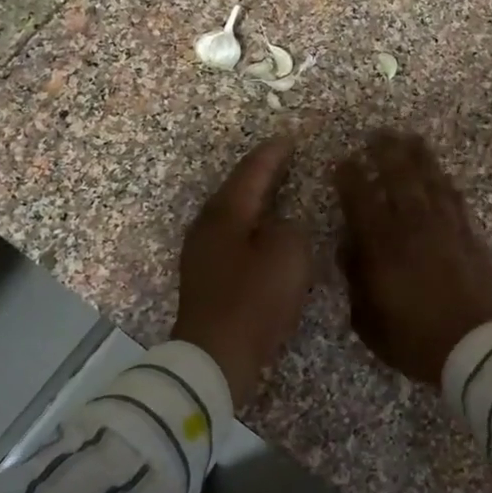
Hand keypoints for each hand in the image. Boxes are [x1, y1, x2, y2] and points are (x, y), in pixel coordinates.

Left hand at [172, 136, 314, 408]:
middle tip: (283, 158)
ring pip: (232, 216)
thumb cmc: (254, 301)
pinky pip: (232, 238)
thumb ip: (290, 229)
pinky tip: (263, 236)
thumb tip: (280, 227)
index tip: (289, 137)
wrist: (215, 355)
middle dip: (260, 174)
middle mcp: (207, 227)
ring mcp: (201, 253)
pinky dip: (250, 228)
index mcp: (226, 214)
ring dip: (254, 202)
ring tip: (276, 192)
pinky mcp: (205, 278)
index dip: (273, 154)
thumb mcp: (288, 256)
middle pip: (236, 190)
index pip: (252, 173)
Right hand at [334, 130, 491, 383]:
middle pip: (399, 177)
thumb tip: (350, 246)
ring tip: (408, 137)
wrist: (480, 349)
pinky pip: (455, 198)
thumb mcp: (369, 321)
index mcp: (383, 246)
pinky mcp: (471, 236)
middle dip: (385, 152)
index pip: (361, 199)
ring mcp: (446, 228)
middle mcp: (414, 227)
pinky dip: (445, 181)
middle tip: (376, 133)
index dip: (349, 176)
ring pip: (430, 180)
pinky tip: (441, 173)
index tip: (342, 161)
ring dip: (418, 156)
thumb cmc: (417, 340)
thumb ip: (356, 279)